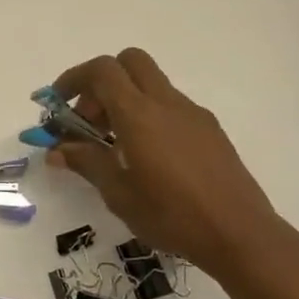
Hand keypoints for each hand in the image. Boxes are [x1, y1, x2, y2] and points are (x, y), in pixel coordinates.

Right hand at [47, 49, 292, 278]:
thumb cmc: (172, 216)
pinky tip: (145, 157)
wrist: (241, 235)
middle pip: (129, 62)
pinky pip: (169, 106)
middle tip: (88, 120)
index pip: (102, 70)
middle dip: (100, 82)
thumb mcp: (118, 194)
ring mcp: (193, 115)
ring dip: (123, 101)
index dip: (73, 79)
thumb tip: (57, 150)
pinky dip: (147, 116)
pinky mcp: (210, 130)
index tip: (57, 105)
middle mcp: (167, 104)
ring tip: (112, 146)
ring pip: (150, 84)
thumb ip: (86, 162)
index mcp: (140, 115)